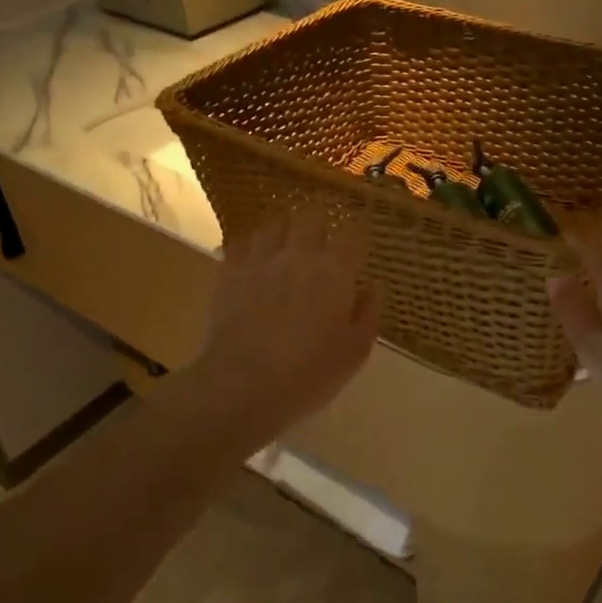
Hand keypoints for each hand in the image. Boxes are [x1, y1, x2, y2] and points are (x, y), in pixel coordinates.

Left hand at [192, 210, 378, 442]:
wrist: (244, 386)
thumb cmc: (310, 373)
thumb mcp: (356, 351)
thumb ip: (368, 312)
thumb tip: (372, 285)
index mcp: (335, 271)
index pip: (351, 232)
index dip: (356, 230)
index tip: (357, 239)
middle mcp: (299, 255)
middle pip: (310, 216)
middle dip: (319, 220)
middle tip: (322, 235)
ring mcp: (260, 261)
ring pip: (273, 224)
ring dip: (284, 229)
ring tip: (286, 241)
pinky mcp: (229, 274)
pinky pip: (240, 244)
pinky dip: (250, 245)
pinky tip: (252, 257)